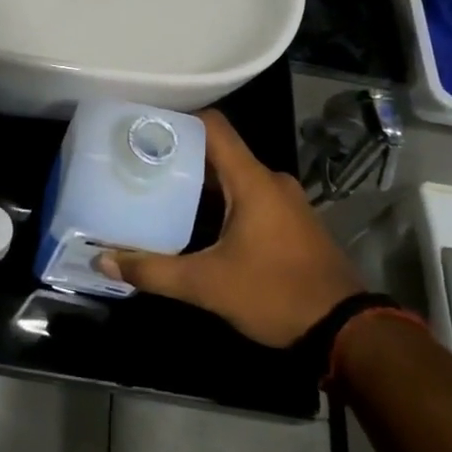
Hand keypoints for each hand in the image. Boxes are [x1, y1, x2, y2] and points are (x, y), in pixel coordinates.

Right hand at [101, 109, 363, 347]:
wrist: (347, 332)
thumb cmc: (275, 294)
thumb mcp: (207, 286)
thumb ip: (154, 270)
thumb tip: (103, 259)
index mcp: (252, 180)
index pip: (212, 126)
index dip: (177, 120)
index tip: (142, 127)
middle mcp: (270, 180)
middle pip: (218, 152)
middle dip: (179, 156)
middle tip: (139, 164)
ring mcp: (285, 201)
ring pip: (234, 177)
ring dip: (200, 183)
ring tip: (159, 191)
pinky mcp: (291, 222)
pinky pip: (249, 196)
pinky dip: (221, 202)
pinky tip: (196, 223)